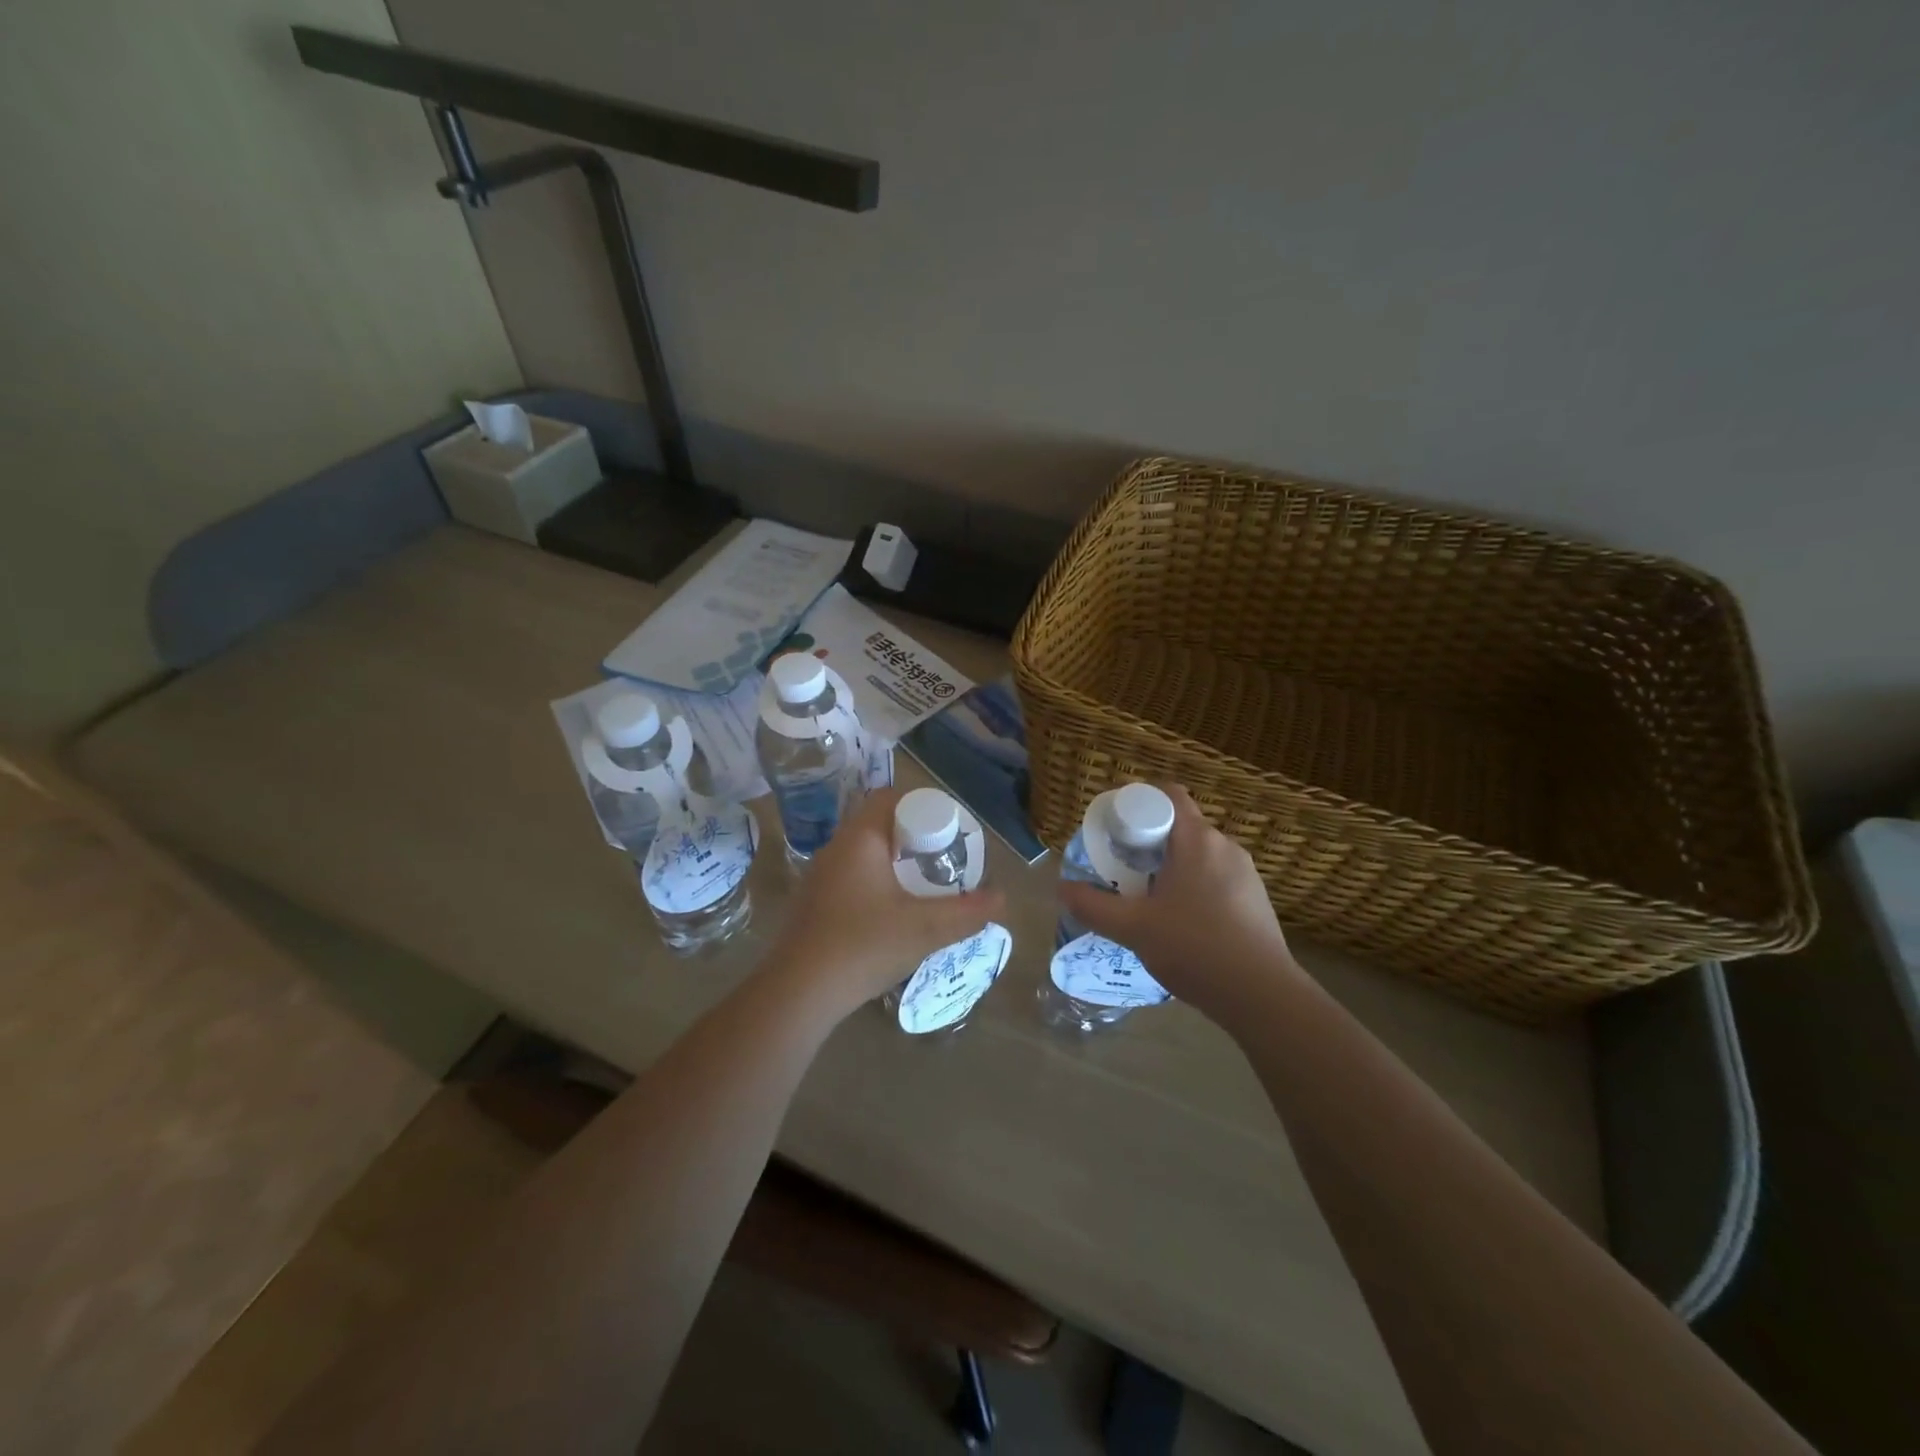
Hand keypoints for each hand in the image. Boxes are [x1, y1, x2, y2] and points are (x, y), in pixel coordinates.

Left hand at [768, 787, 1004, 1018]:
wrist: (799, 992)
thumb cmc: (863, 946)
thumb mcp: (925, 929)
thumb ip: (967, 912)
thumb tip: (1001, 898)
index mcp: (860, 839)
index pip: (890, 798)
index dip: (922, 807)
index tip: (947, 831)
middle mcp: (836, 848)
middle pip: (879, 825)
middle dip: (914, 838)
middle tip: (942, 860)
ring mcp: (820, 877)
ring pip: (864, 853)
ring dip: (894, 863)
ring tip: (923, 888)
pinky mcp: (813, 903)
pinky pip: (851, 877)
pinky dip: (876, 883)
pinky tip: (891, 914)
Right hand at [1057, 785, 1300, 1024]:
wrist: (1262, 995)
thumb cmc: (1194, 947)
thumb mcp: (1133, 928)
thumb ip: (1093, 906)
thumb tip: (1061, 888)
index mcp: (1197, 839)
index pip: (1167, 795)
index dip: (1138, 802)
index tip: (1115, 828)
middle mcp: (1225, 846)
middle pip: (1180, 826)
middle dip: (1148, 842)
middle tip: (1122, 868)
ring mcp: (1246, 873)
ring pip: (1198, 855)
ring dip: (1171, 867)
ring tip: (1147, 899)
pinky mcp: (1256, 899)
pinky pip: (1216, 878)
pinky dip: (1193, 887)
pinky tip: (1180, 923)